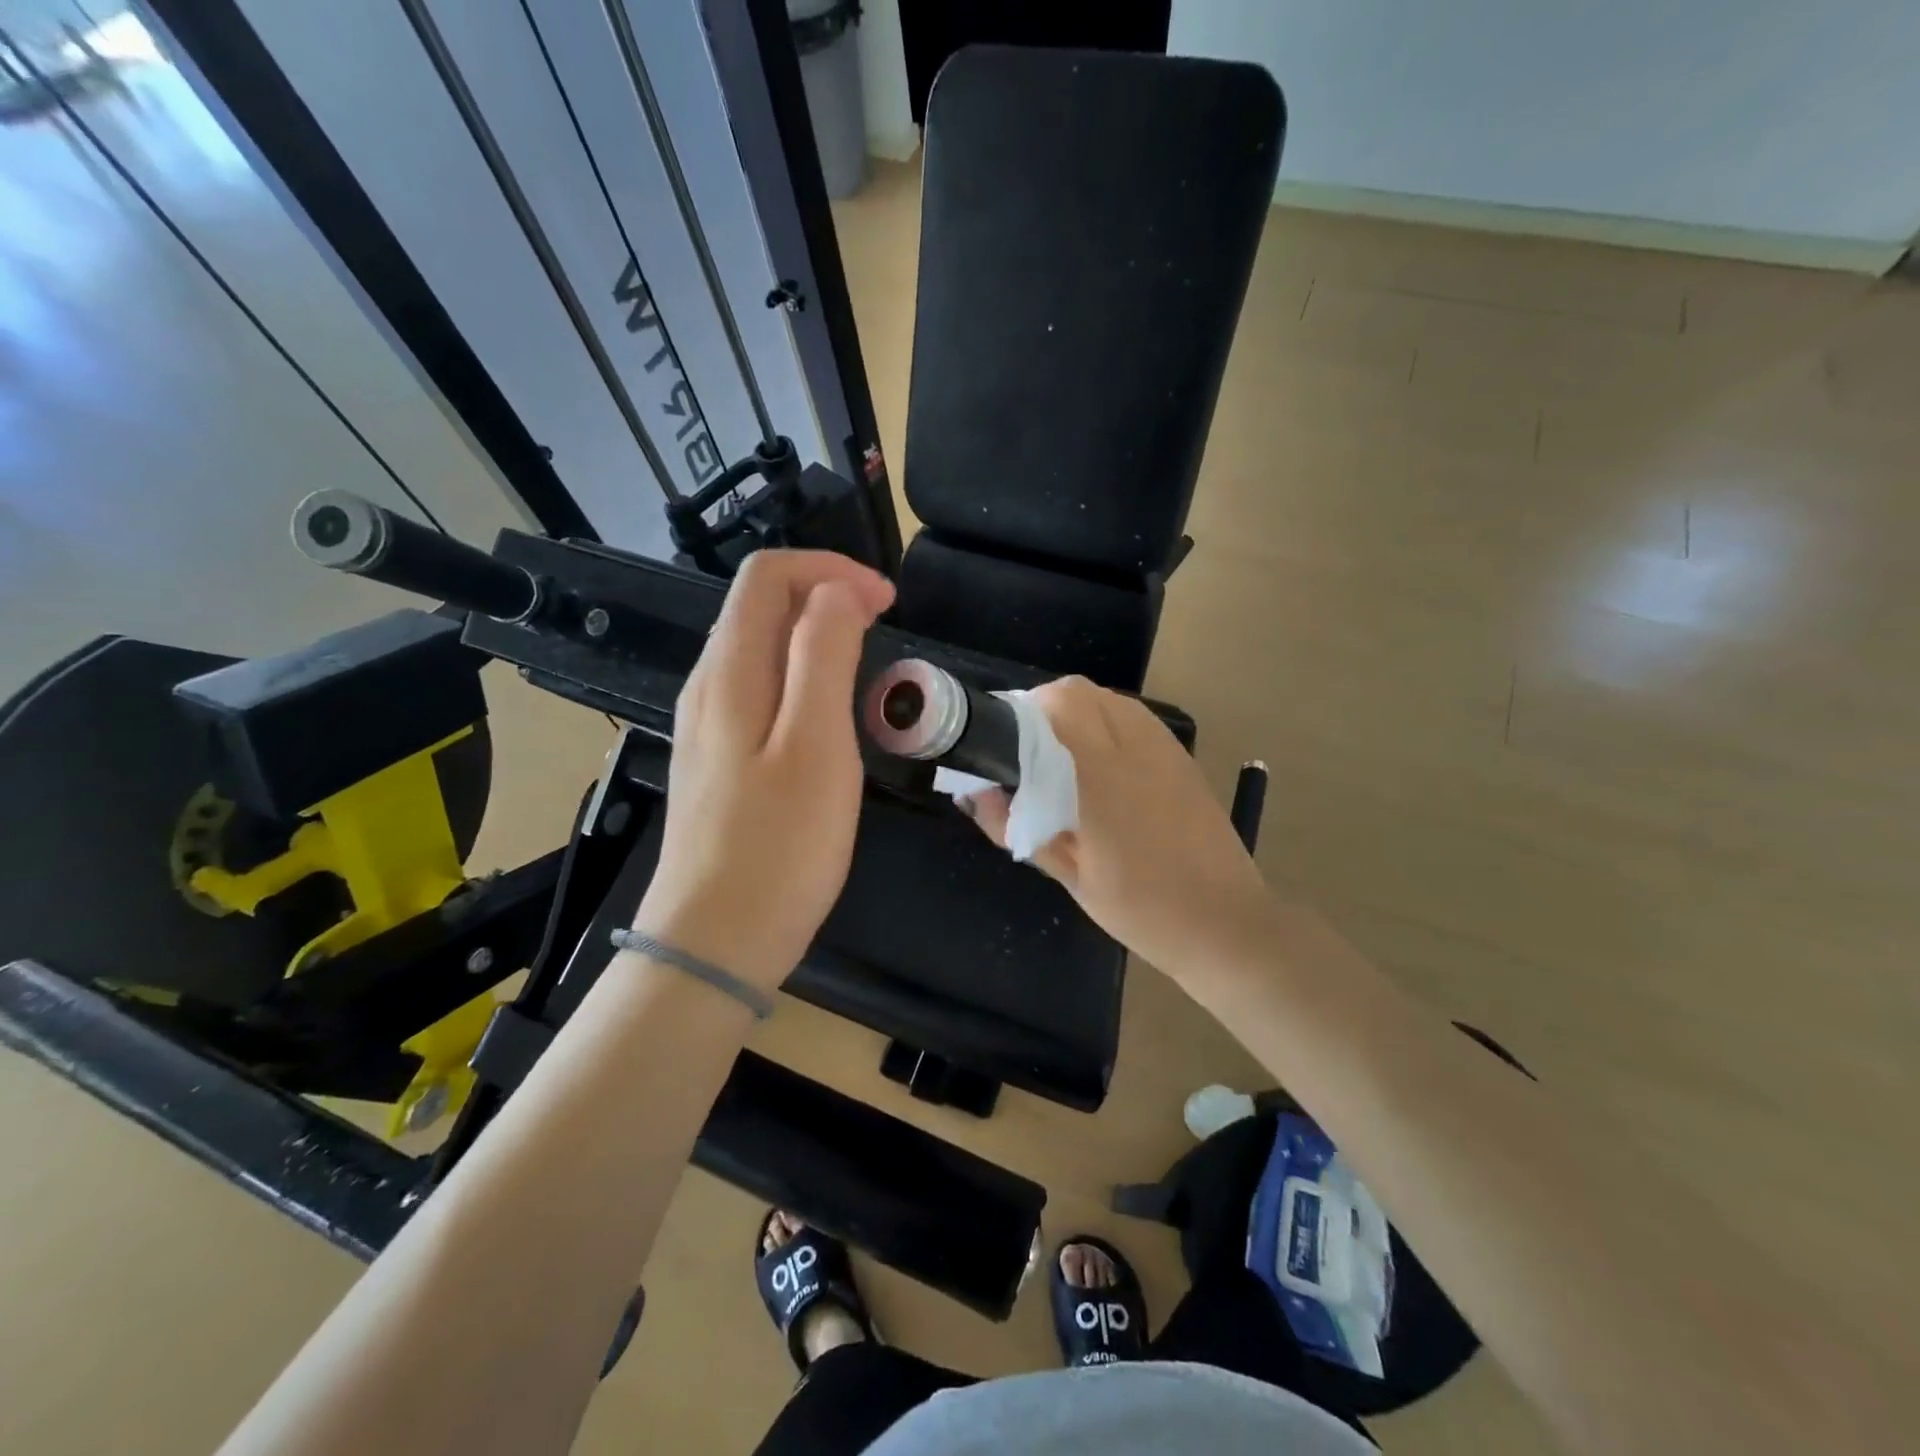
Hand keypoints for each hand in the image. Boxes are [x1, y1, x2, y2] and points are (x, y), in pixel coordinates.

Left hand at [634, 550, 894, 990]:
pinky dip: (801, 675)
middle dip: (824, 594)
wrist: (714, 942)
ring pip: (760, 648)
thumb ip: (823, 655)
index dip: (829, 570)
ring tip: (866, 662)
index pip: (768, 575)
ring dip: (815, 634)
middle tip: (884, 625)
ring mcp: (708, 725)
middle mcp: (709, 686)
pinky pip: (759, 690)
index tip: (886, 601)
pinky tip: (829, 713)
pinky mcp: (719, 760)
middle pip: (759, 605)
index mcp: (730, 671)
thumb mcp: (816, 744)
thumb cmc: (778, 846)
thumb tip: (836, 592)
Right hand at [964, 677, 1271, 982]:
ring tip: (1062, 754)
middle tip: (1028, 748)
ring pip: (1111, 698)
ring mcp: (1166, 749)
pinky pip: (1137, 718)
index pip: (1059, 705)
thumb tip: (975, 795)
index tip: (1003, 739)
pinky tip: (1102, 765)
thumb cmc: (1140, 908)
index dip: (1023, 710)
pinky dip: (1109, 723)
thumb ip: (1018, 828)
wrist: (1224, 924)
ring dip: (1078, 711)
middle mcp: (1136, 748)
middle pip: (1081, 690)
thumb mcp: (1070, 876)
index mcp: (1103, 776)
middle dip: (1045, 706)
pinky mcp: (1184, 759)